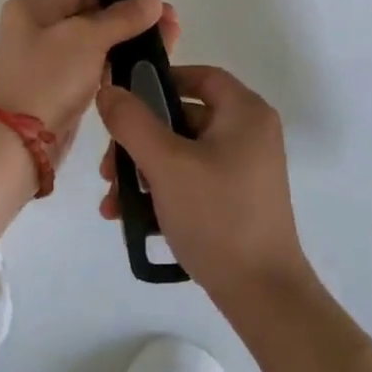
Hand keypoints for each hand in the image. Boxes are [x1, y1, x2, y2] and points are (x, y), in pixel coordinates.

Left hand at [0, 0, 163, 163]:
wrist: (19, 143)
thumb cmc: (49, 79)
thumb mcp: (87, 39)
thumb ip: (122, 18)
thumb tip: (154, 0)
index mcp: (33, 7)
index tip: (158, 7)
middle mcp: (36, 29)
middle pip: (92, 18)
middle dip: (131, 22)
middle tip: (172, 26)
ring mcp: (46, 61)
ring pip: (95, 46)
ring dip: (127, 46)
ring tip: (168, 46)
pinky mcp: (58, 89)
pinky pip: (91, 70)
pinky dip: (114, 68)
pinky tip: (145, 68)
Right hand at [96, 64, 309, 307]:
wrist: (262, 294)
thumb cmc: (217, 216)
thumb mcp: (166, 164)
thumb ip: (133, 122)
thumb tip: (108, 90)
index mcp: (245, 113)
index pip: (200, 76)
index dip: (160, 81)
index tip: (124, 100)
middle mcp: (249, 133)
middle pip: (183, 117)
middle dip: (139, 140)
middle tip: (109, 166)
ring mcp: (244, 168)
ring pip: (181, 152)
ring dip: (142, 170)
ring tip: (113, 201)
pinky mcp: (236, 198)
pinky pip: (192, 178)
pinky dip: (162, 189)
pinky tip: (130, 216)